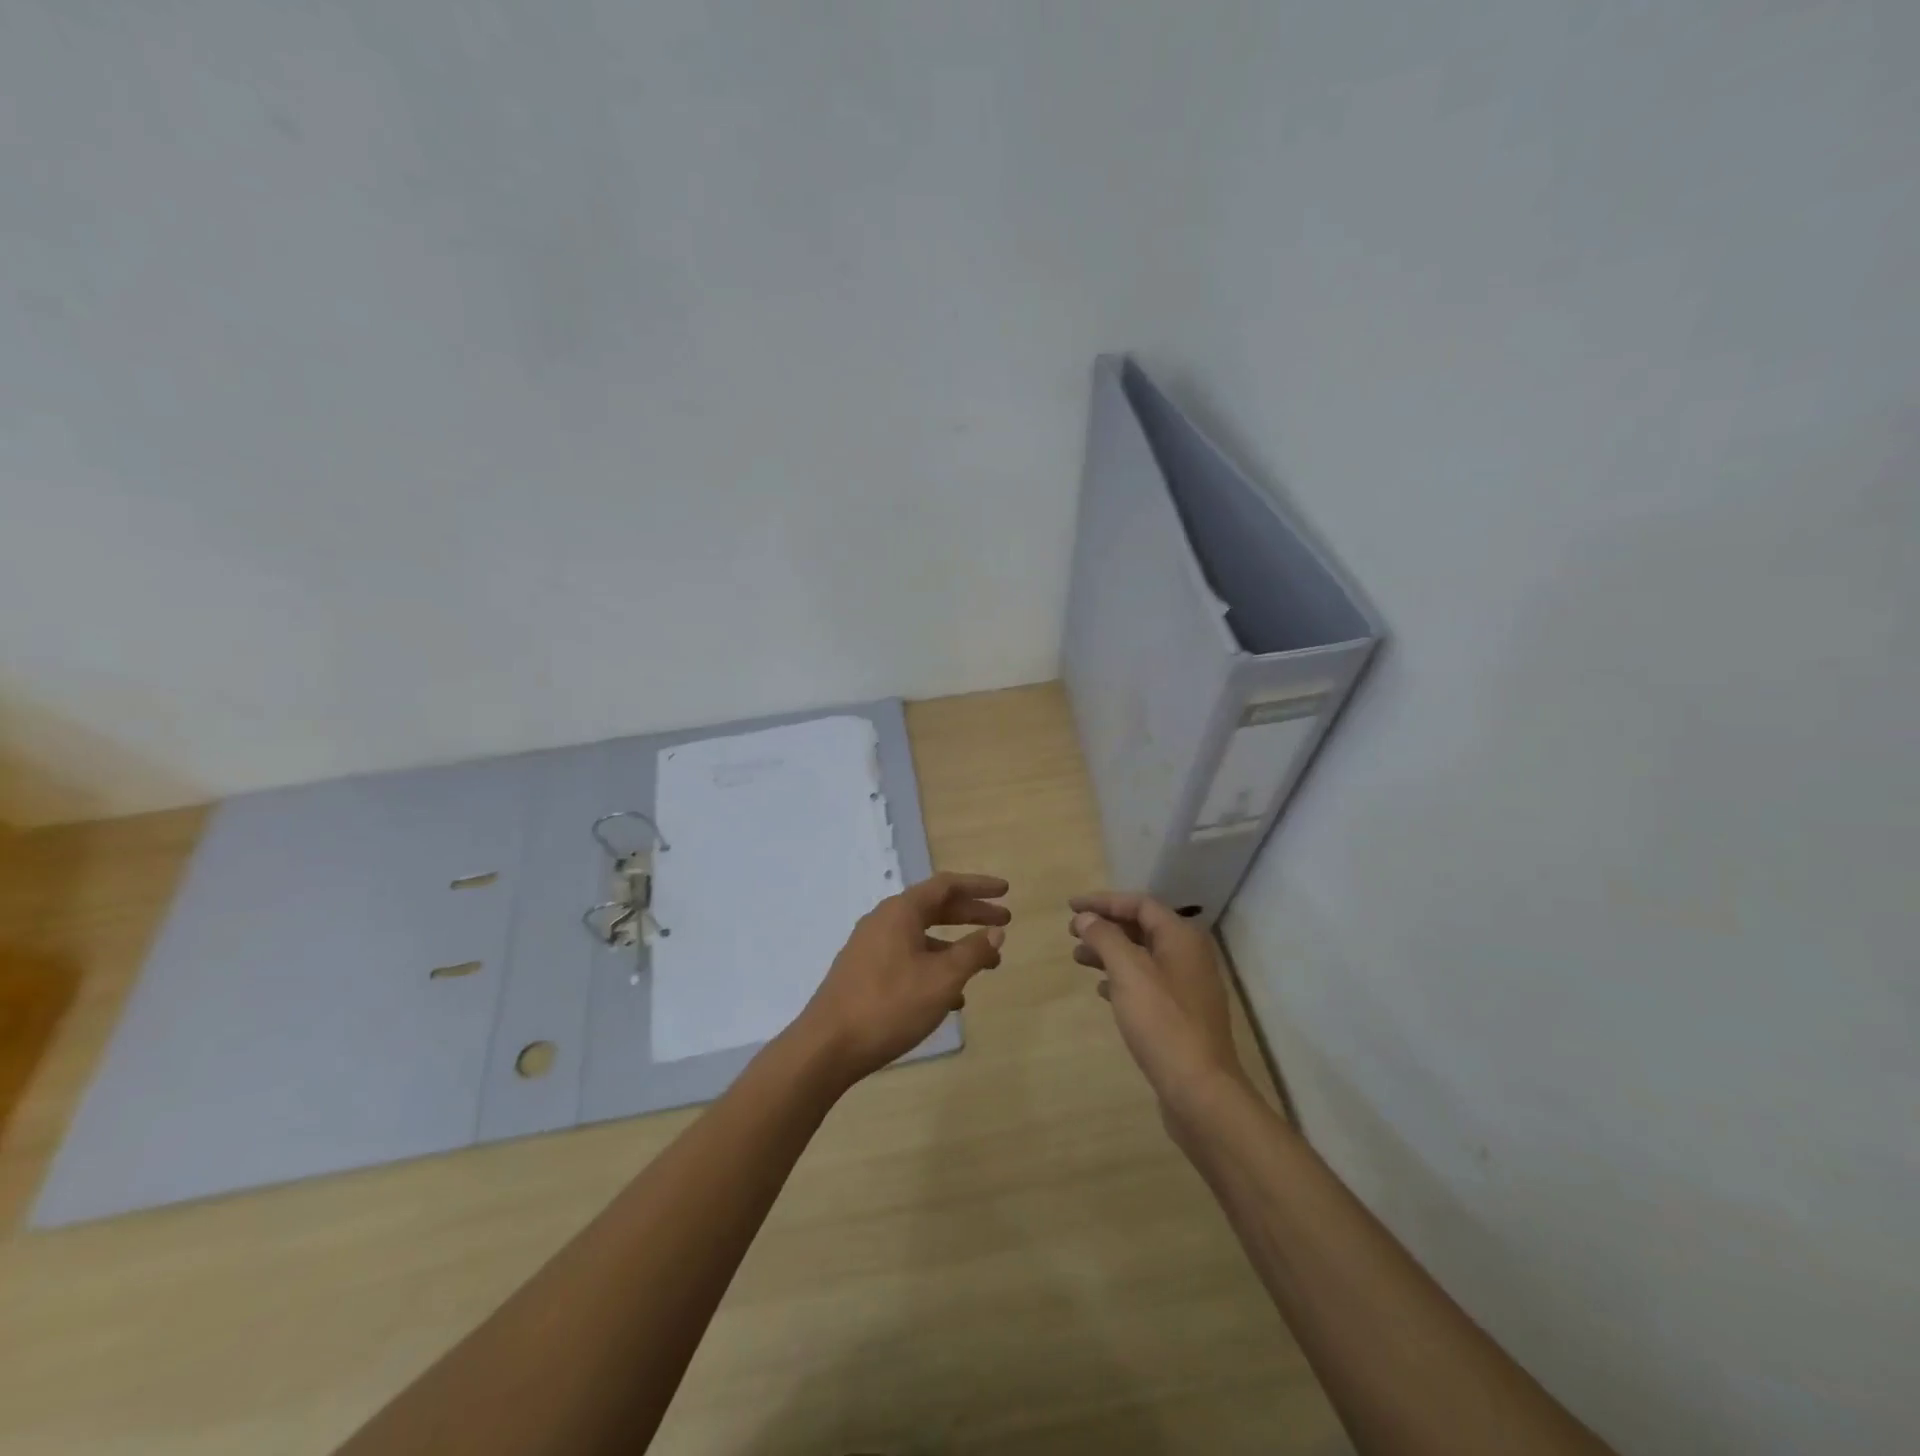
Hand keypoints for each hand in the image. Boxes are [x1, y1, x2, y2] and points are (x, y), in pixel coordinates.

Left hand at [796, 872, 1009, 1086]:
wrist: (827, 1047)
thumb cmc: (889, 1005)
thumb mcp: (941, 980)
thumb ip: (972, 952)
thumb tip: (996, 932)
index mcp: (901, 912)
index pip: (946, 885)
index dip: (979, 887)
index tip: (1006, 891)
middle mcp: (883, 920)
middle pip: (934, 907)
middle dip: (971, 914)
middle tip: (1004, 922)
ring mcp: (870, 946)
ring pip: (921, 936)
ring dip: (955, 946)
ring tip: (986, 965)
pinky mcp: (863, 972)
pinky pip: (907, 957)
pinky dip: (933, 966)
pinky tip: (951, 997)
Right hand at [1068, 892, 1247, 1110]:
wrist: (1200, 1090)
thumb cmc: (1162, 1022)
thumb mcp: (1128, 972)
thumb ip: (1105, 938)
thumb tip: (1086, 918)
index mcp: (1181, 938)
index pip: (1139, 904)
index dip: (1103, 902)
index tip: (1070, 906)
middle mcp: (1189, 956)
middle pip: (1142, 928)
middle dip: (1105, 927)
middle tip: (1072, 932)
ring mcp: (1188, 987)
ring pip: (1142, 956)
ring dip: (1110, 953)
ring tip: (1078, 959)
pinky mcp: (1182, 1015)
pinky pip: (1147, 983)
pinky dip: (1122, 979)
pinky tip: (1102, 989)